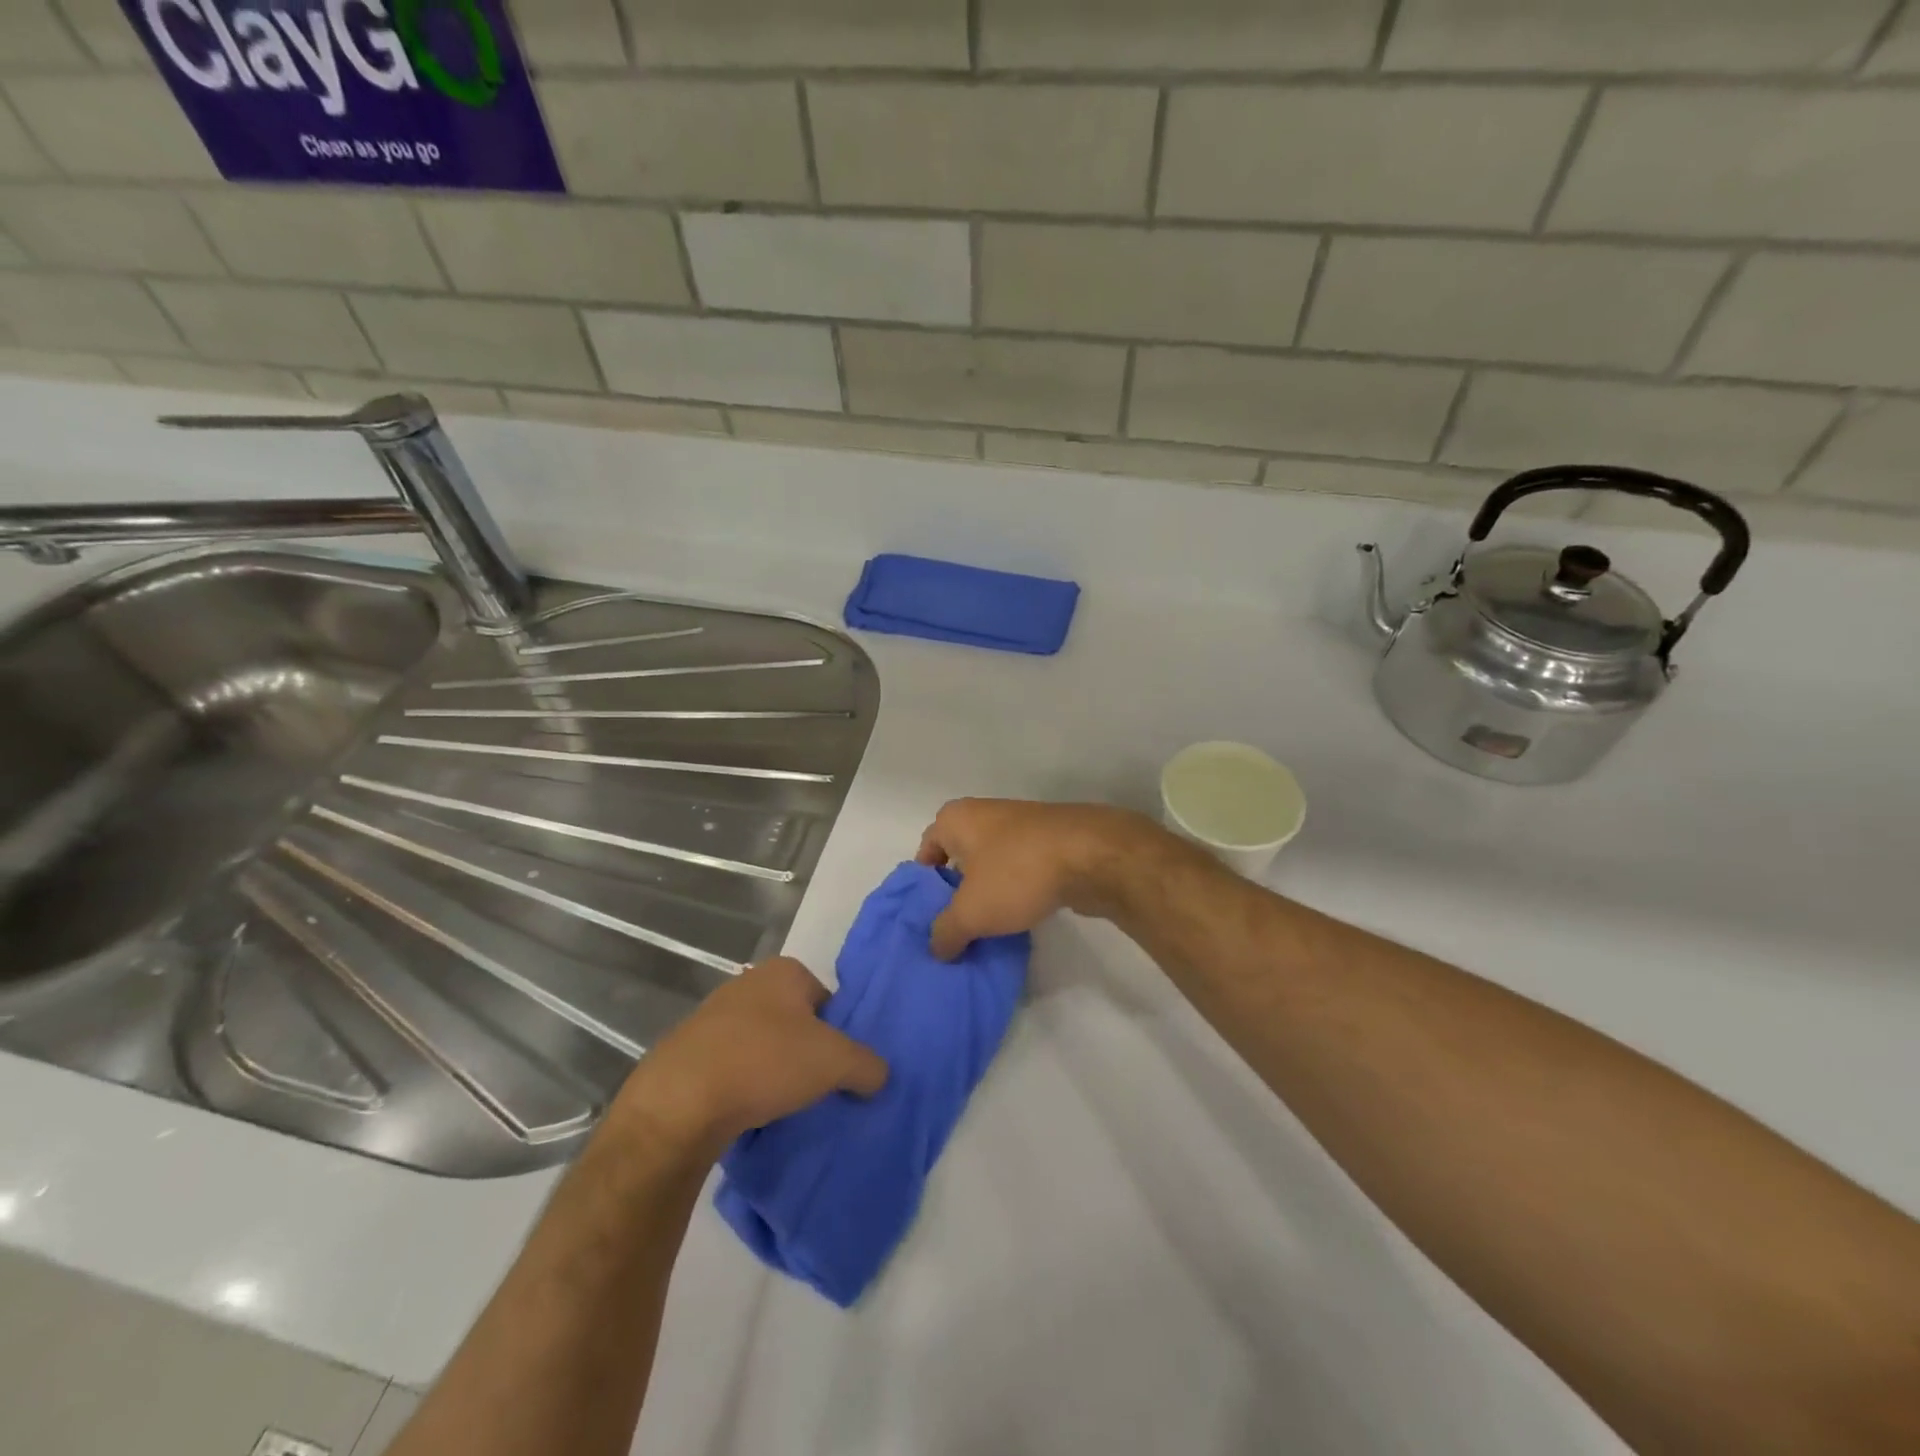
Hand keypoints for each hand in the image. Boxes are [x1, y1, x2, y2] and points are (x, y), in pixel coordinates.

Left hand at [614, 957, 886, 1162]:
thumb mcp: (834, 1062)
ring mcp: (713, 1015)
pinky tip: (747, 1111)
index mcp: (784, 971)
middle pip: (794, 1021)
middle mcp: (748, 982)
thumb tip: (880, 1075)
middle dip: (804, 1052)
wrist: (679, 1102)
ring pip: (762, 1044)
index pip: (827, 999)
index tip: (836, 1068)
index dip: (837, 1034)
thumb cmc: (765, 1062)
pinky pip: (731, 1066)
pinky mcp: (688, 1050)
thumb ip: (867, 1065)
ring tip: (780, 1105)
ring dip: (772, 1070)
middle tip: (813, 1088)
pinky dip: (743, 1085)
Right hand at [914, 798, 1161, 959]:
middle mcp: (985, 814)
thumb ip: (946, 932)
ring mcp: (1022, 826)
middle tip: (955, 927)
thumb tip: (937, 948)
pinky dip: (1017, 891)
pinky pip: (1021, 869)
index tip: (929, 915)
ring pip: (992, 864)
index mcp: (957, 818)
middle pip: (960, 857)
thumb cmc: (1017, 873)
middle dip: (957, 892)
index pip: (926, 849)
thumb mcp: (971, 912)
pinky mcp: (1051, 842)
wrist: (1091, 856)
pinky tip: (1020, 918)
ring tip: (986, 929)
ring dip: (989, 893)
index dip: (924, 884)